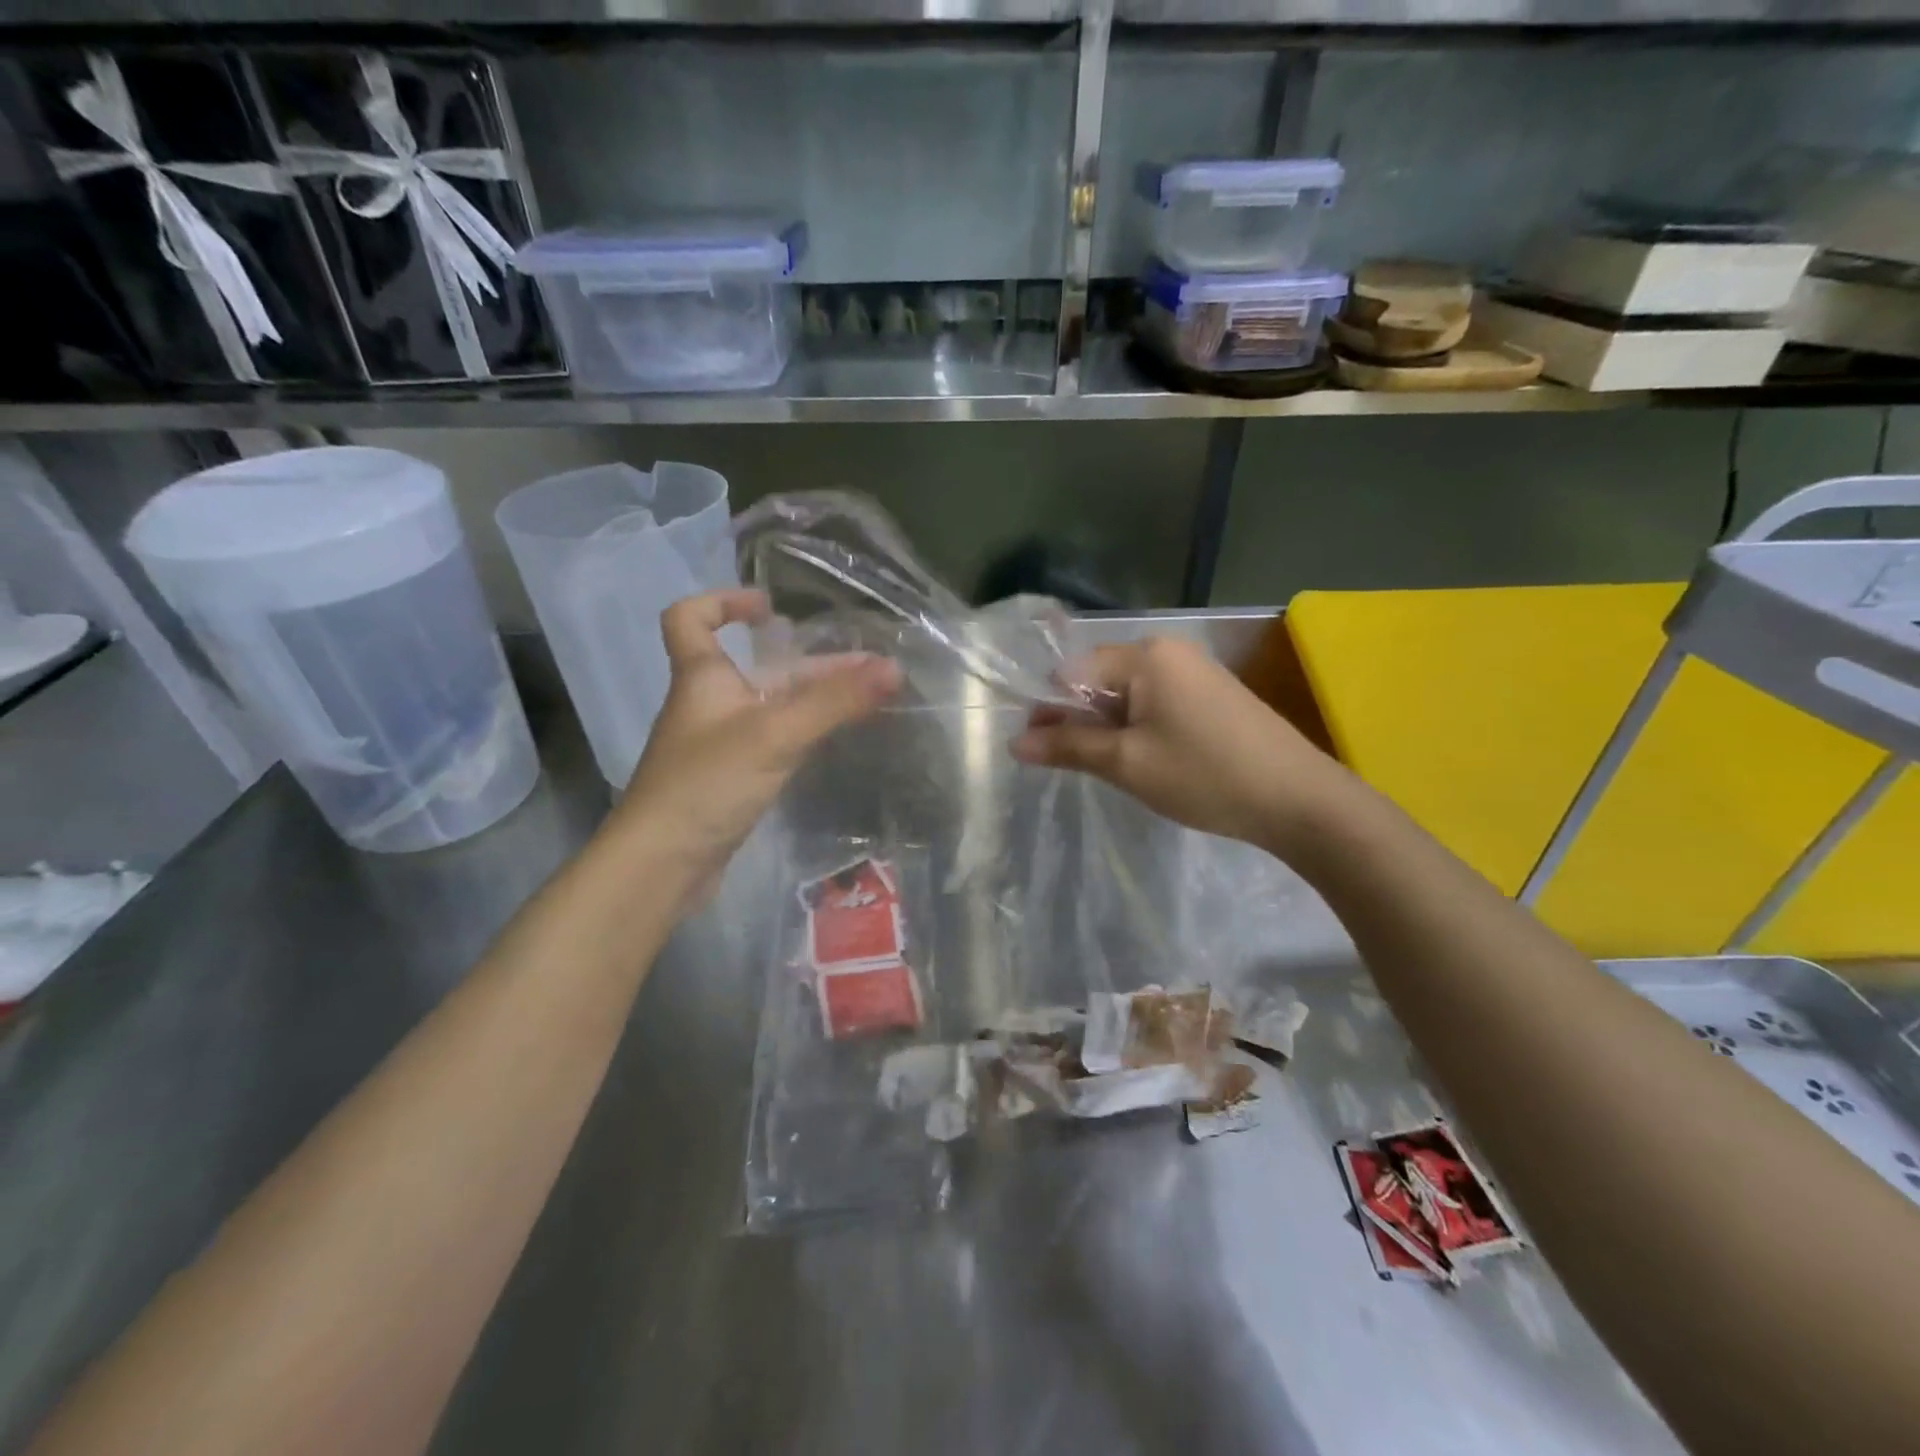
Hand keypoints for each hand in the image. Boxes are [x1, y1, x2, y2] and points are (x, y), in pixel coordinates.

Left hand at [607, 590, 900, 911]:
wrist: (662, 864)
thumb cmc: (707, 783)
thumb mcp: (775, 735)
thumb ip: (834, 702)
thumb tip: (893, 668)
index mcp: (702, 678)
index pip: (690, 618)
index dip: (723, 601)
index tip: (770, 609)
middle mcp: (709, 704)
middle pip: (758, 668)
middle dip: (812, 664)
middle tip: (868, 668)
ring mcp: (720, 744)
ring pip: (770, 707)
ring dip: (815, 698)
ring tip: (868, 698)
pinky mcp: (731, 779)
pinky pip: (773, 741)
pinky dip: (805, 732)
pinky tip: (836, 737)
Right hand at [1010, 636, 1344, 855]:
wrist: (1299, 800)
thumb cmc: (1204, 776)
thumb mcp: (1127, 764)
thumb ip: (1068, 747)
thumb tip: (1015, 743)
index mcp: (1145, 655)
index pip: (1072, 671)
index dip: (1052, 710)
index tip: (1045, 751)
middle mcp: (1168, 650)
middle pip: (1099, 679)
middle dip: (1080, 719)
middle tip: (1077, 765)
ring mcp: (1194, 670)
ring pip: (1127, 694)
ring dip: (1109, 728)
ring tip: (1113, 769)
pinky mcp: (1211, 694)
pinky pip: (1156, 702)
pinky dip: (1138, 728)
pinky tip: (1147, 761)